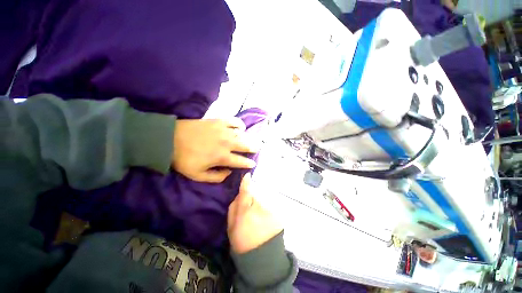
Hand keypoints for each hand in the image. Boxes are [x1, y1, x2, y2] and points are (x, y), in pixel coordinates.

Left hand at [172, 118, 257, 182]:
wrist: (171, 138)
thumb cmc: (184, 158)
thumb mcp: (198, 175)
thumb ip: (216, 177)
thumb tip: (229, 172)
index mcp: (222, 157)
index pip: (240, 161)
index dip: (248, 164)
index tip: (253, 164)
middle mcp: (227, 143)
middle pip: (245, 145)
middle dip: (253, 148)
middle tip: (257, 148)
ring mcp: (224, 131)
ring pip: (242, 134)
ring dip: (248, 138)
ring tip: (251, 140)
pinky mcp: (219, 121)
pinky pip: (235, 121)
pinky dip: (240, 125)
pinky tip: (240, 128)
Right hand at [227, 173, 282, 253]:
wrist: (261, 258)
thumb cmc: (241, 242)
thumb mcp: (231, 227)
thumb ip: (234, 207)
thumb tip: (239, 195)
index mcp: (245, 212)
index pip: (245, 192)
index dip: (245, 183)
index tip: (247, 175)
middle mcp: (259, 209)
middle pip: (254, 196)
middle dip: (251, 200)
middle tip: (249, 212)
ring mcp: (270, 212)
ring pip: (262, 202)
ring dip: (259, 207)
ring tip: (258, 220)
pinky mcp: (278, 216)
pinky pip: (269, 209)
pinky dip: (266, 212)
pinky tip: (265, 223)